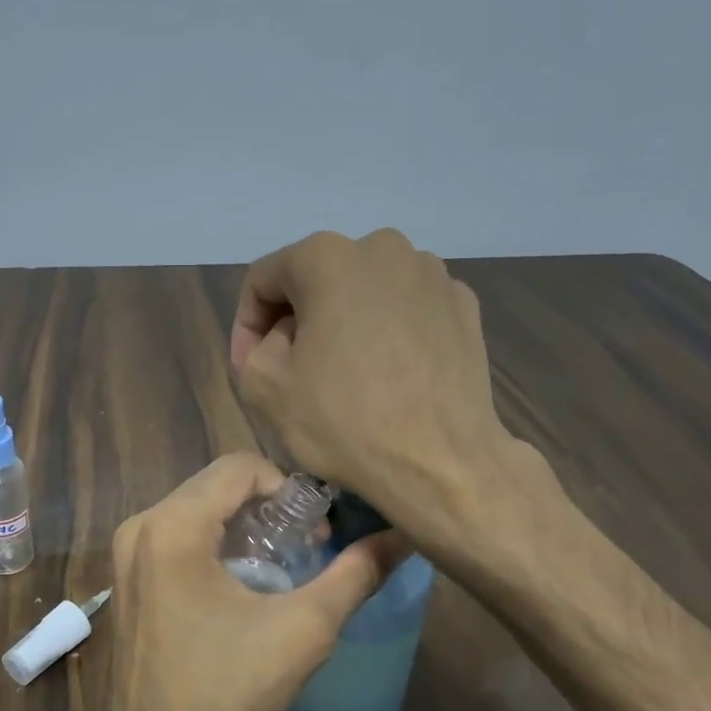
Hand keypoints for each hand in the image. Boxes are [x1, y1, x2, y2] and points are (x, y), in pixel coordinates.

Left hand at [101, 453, 406, 710]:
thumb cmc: (227, 697)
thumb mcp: (303, 632)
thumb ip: (355, 574)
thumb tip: (403, 536)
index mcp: (172, 526)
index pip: (240, 466)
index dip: (290, 487)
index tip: (319, 530)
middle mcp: (140, 527)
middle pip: (216, 485)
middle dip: (268, 507)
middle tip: (308, 548)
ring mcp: (126, 554)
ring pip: (197, 510)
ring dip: (244, 526)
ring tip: (283, 567)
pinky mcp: (127, 580)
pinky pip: (177, 537)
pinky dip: (216, 545)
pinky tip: (245, 585)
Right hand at [232, 228, 532, 537]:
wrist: (440, 463)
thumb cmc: (344, 421)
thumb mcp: (264, 387)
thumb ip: (254, 347)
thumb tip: (283, 338)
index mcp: (326, 256)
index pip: (264, 278)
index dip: (247, 324)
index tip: (248, 366)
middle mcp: (383, 247)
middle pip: (318, 279)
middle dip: (297, 321)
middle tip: (293, 371)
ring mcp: (432, 274)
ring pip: (365, 293)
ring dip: (344, 325)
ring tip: (345, 375)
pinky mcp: (464, 306)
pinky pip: (407, 310)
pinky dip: (389, 333)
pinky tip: (389, 377)